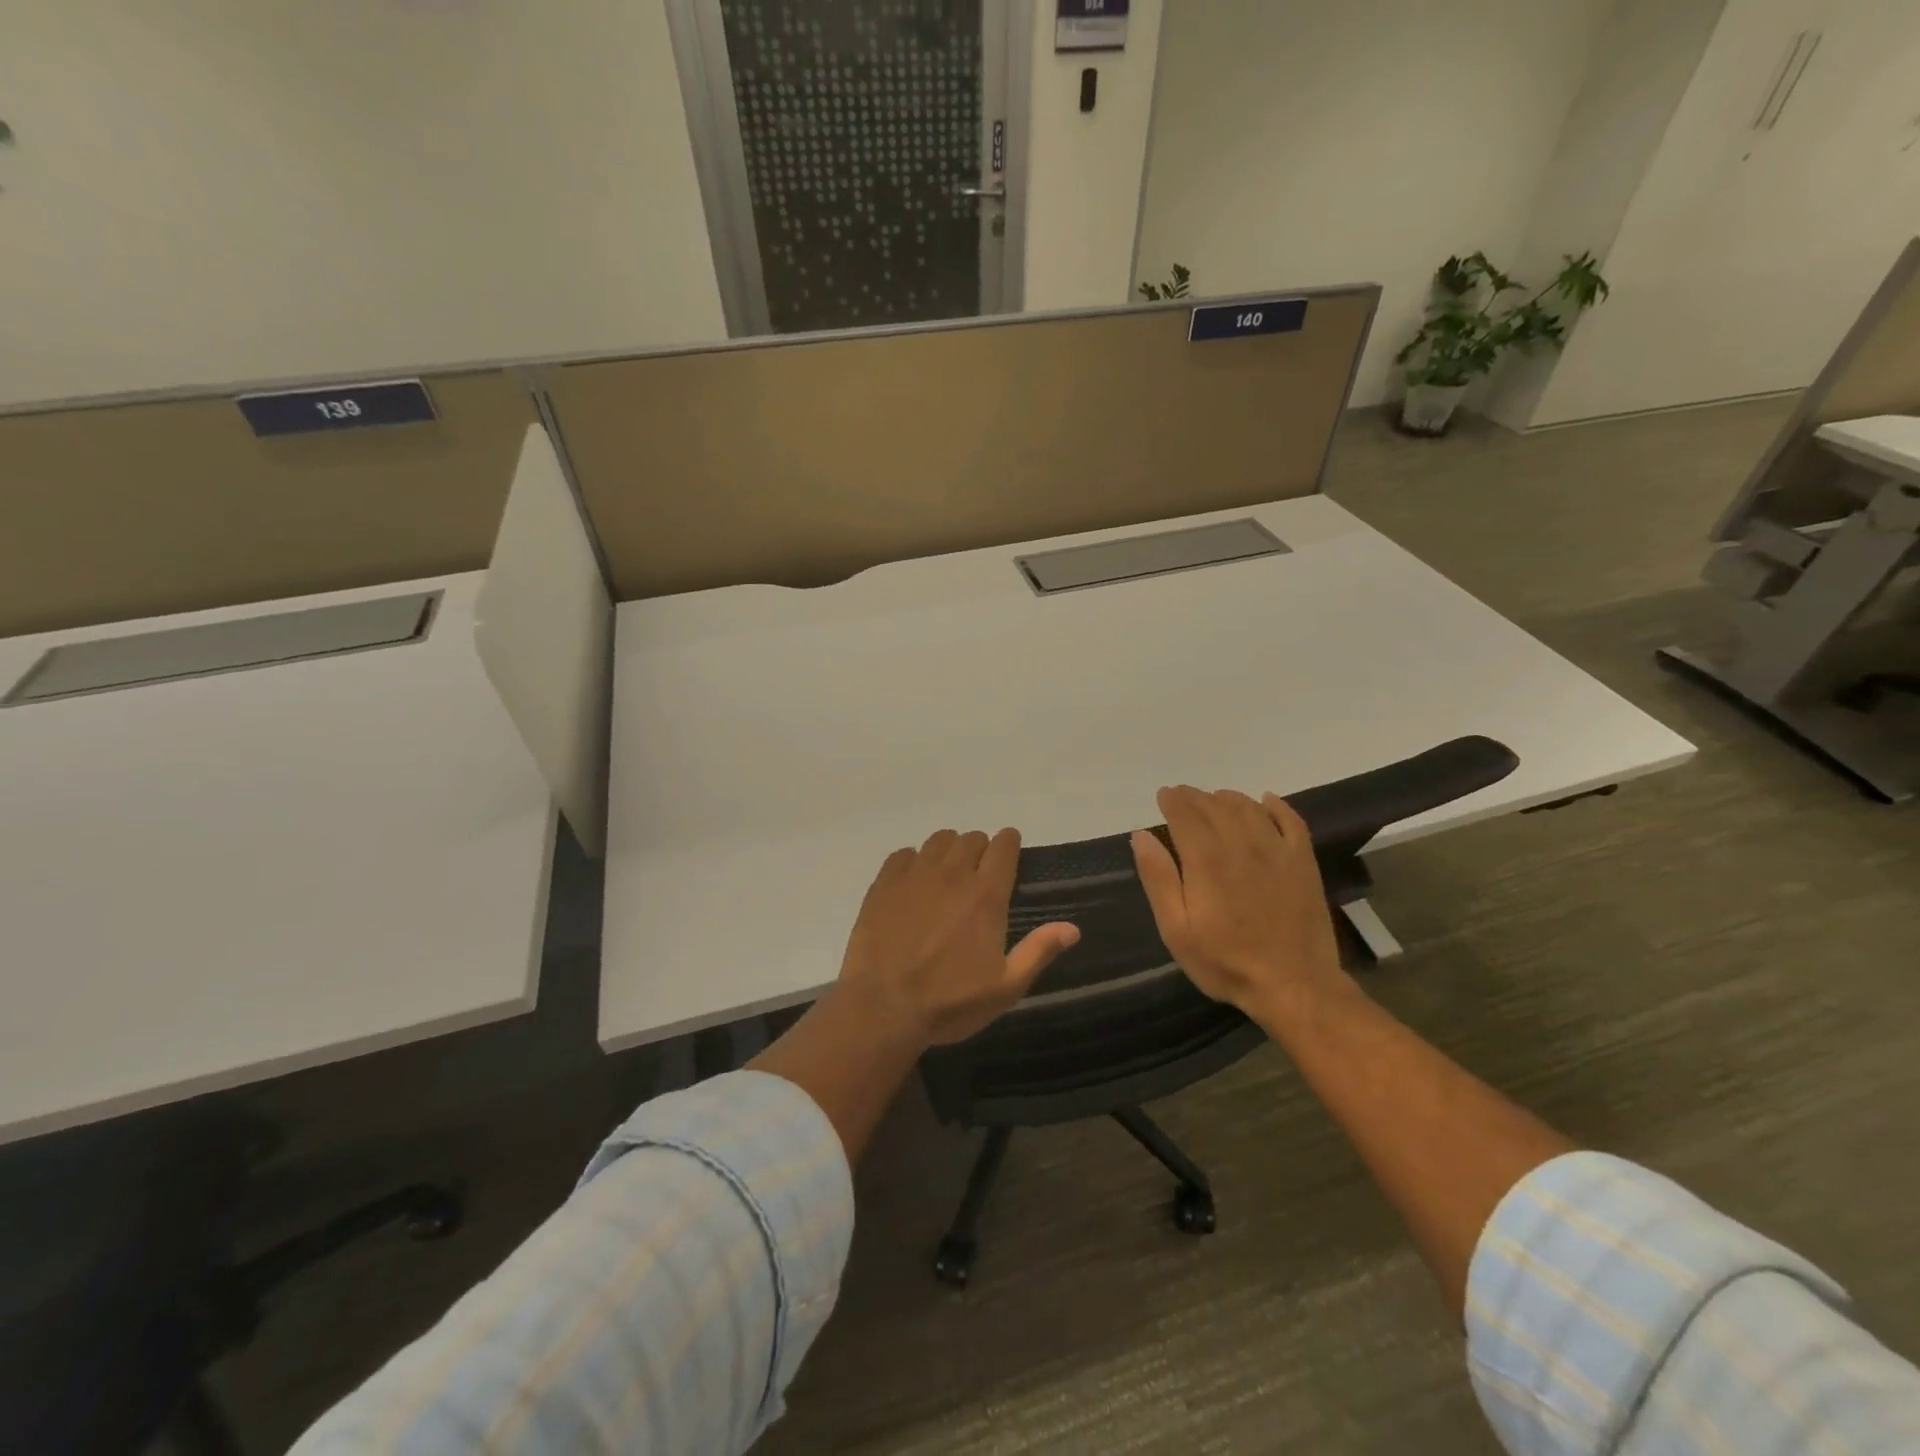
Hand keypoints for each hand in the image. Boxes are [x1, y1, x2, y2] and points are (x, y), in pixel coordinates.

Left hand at [836, 828, 1080, 1047]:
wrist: (883, 1007)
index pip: (1003, 846)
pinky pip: (903, 854)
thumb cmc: (950, 1002)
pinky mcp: (884, 884)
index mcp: (986, 895)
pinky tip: (913, 883)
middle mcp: (952, 874)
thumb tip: (1072, 927)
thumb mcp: (1005, 988)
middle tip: (978, 873)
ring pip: (938, 840)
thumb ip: (1038, 951)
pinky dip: (913, 861)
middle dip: (980, 849)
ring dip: (948, 850)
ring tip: (947, 874)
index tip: (1009, 853)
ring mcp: (914, 875)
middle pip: (971, 839)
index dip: (1009, 844)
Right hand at [1131, 787, 1351, 1023]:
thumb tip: (1142, 835)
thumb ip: (1158, 878)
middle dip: (1195, 797)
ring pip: (1249, 808)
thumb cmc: (1226, 961)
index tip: (1163, 796)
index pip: (1186, 813)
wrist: (1294, 986)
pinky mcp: (1303, 862)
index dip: (1172, 800)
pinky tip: (1265, 801)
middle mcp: (1242, 844)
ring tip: (1214, 800)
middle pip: (1215, 805)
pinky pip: (1291, 820)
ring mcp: (1277, 851)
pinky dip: (1275, 806)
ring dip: (1227, 798)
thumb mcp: (1177, 929)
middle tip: (1182, 796)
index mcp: (1207, 860)